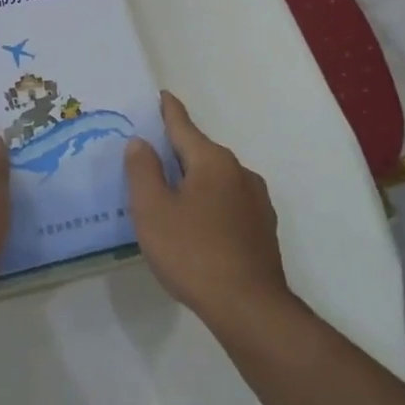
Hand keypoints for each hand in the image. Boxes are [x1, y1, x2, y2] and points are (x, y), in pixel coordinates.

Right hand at [125, 92, 289, 333]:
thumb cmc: (193, 253)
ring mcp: (257, 202)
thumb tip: (141, 143)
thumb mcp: (152, 210)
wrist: (249, 308)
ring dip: (194, 182)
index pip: (183, 126)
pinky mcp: (263, 229)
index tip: (162, 95)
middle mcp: (239, 172)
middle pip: (201, 153)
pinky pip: (228, 203)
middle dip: (177, 152)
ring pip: (217, 180)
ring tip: (171, 197)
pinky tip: (197, 227)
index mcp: (212, 161)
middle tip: (150, 157)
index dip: (169, 111)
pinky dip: (210, 204)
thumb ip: (142, 171)